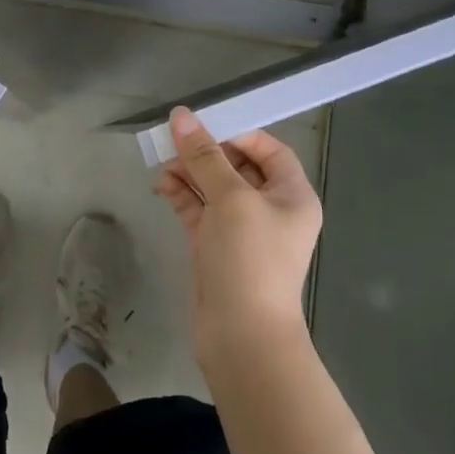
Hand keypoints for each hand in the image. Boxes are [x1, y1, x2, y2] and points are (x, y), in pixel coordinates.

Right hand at [154, 107, 321, 366]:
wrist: (242, 338)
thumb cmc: (250, 259)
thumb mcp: (231, 199)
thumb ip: (204, 156)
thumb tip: (181, 115)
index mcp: (292, 195)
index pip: (270, 150)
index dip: (239, 134)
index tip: (206, 126)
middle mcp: (271, 210)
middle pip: (237, 166)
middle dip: (206, 153)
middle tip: (174, 141)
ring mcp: (242, 231)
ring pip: (213, 188)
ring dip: (189, 172)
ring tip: (162, 163)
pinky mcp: (216, 248)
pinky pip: (199, 210)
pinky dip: (182, 195)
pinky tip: (162, 185)